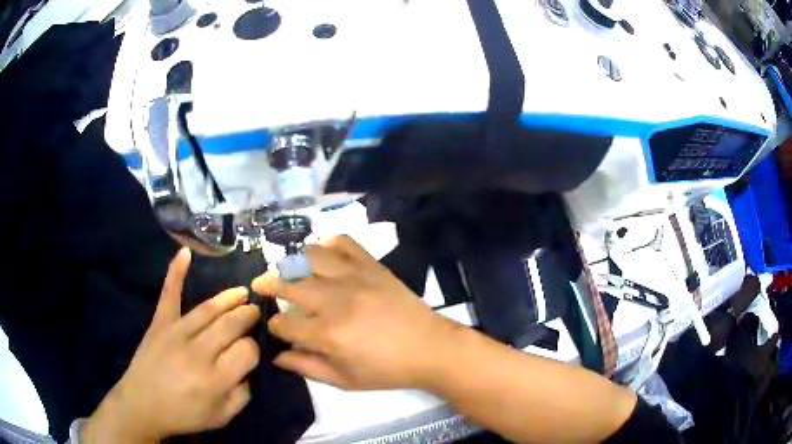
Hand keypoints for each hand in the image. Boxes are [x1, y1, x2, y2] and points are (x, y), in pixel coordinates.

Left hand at [81, 248, 260, 442]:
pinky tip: (185, 253)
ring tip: (243, 292)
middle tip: (255, 312)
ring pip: (209, 309)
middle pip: (231, 325)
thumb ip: (242, 395)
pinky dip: (176, 272)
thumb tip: (248, 371)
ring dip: (229, 298)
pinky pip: (169, 294)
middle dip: (247, 317)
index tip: (251, 353)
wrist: (143, 405)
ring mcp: (176, 333)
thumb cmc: (183, 414)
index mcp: (216, 379)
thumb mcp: (221, 417)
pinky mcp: (159, 323)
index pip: (247, 351)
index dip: (254, 349)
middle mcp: (198, 352)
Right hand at [252, 235, 461, 390]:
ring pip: (309, 256)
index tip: (276, 328)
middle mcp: (335, 300)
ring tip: (286, 268)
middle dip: (267, 284)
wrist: (430, 349)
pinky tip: (322, 254)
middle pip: (287, 284)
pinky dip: (327, 243)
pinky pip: (344, 242)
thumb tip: (277, 356)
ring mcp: (354, 277)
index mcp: (327, 334)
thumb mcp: (344, 381)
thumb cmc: (387, 370)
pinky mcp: (372, 265)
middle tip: (261, 286)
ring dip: (290, 261)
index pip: (283, 324)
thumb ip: (307, 367)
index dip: (274, 326)